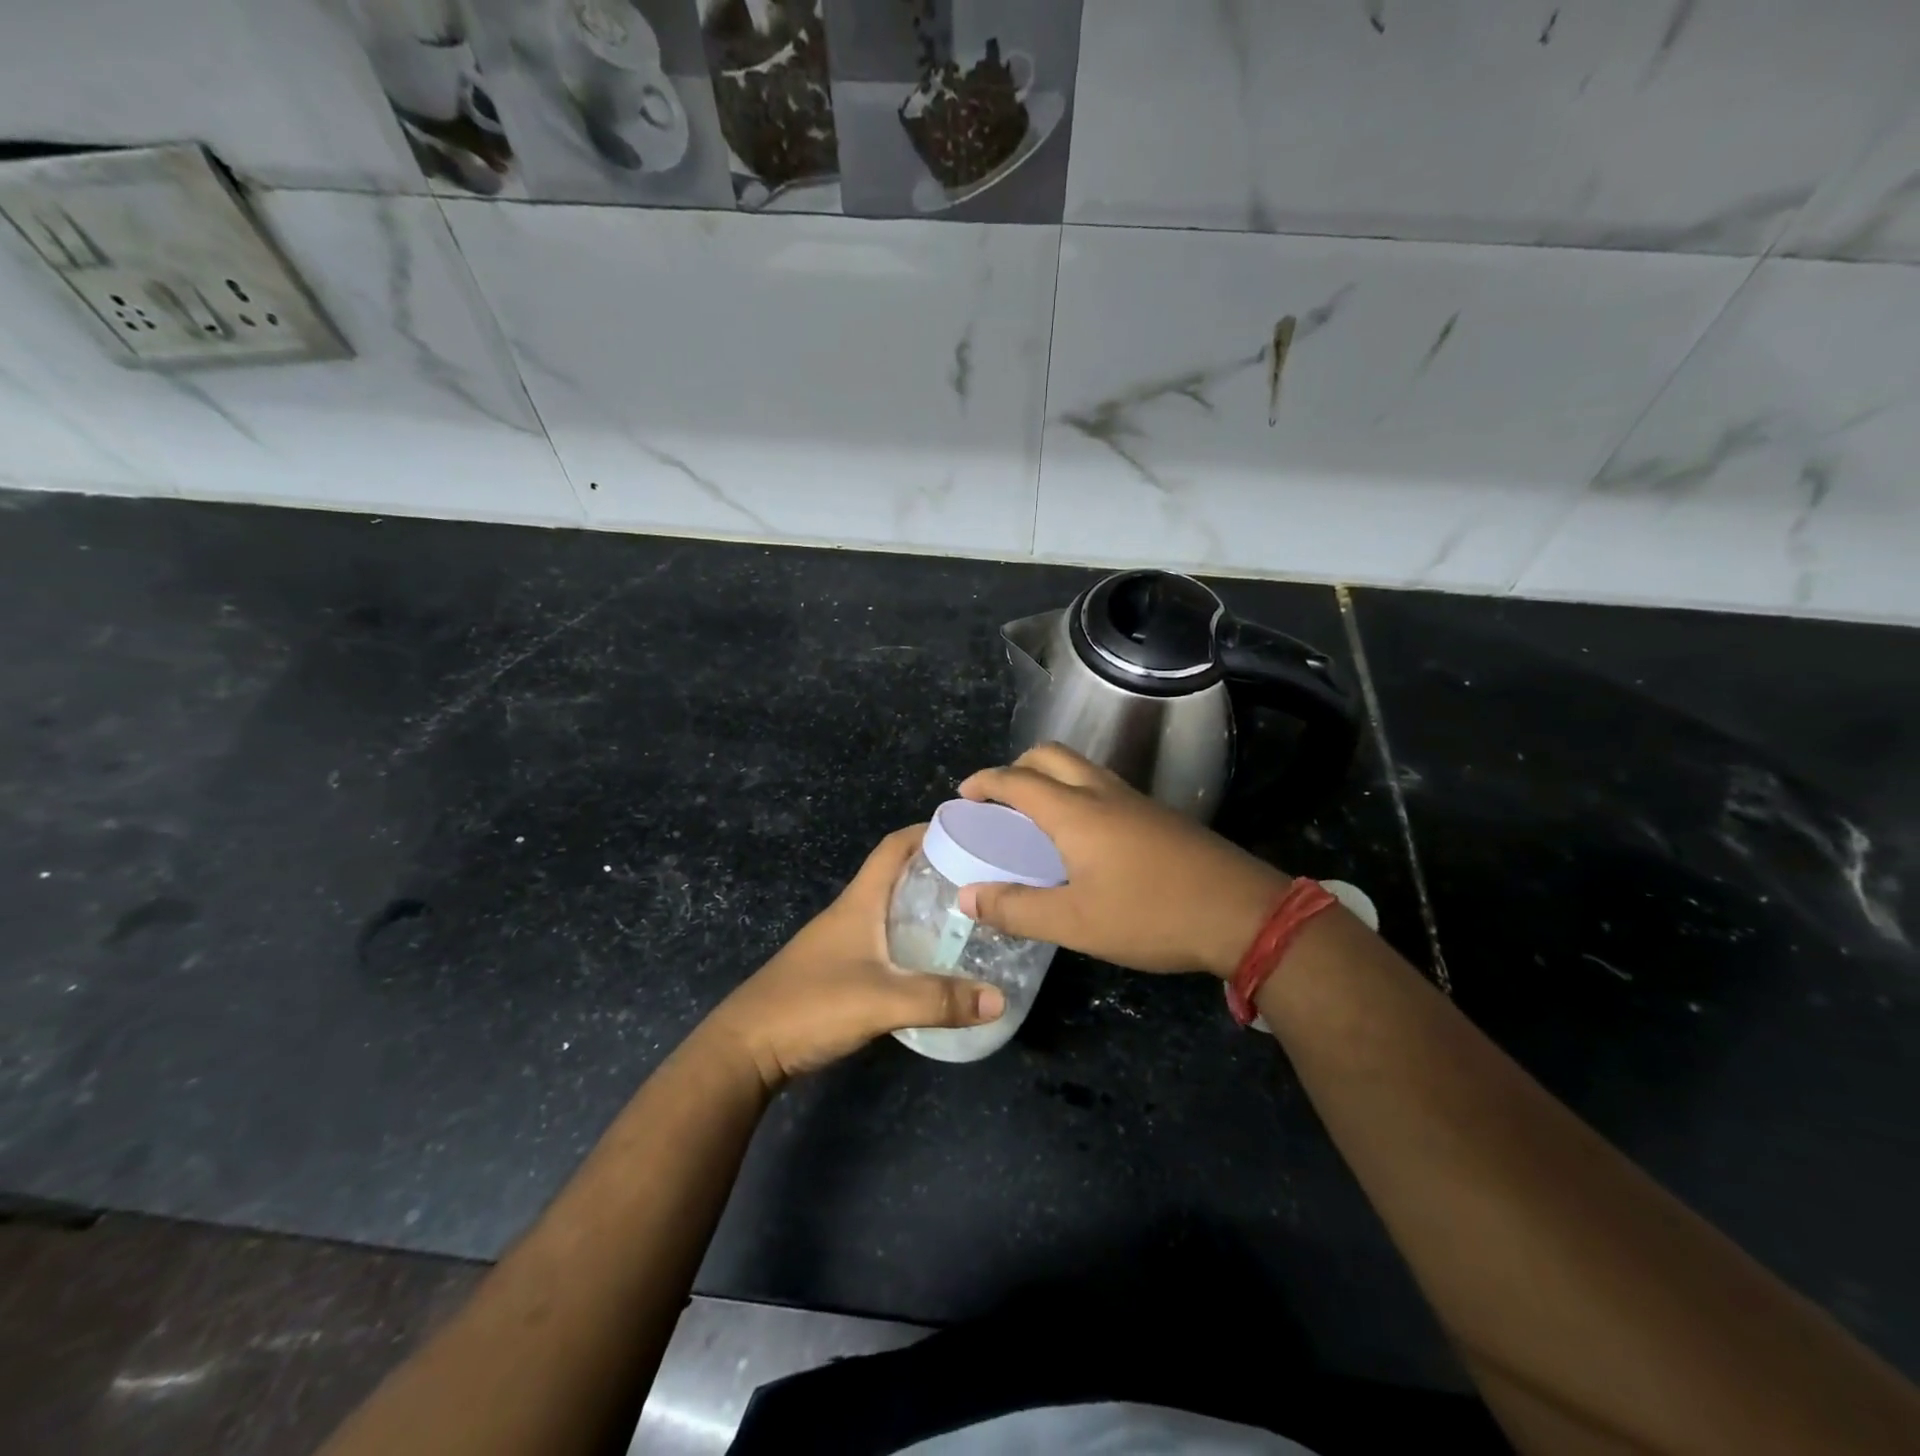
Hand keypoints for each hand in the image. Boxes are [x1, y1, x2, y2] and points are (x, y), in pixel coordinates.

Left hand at [706, 826, 1005, 1090]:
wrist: (746, 1050)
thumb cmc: (810, 1006)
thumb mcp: (881, 1001)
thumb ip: (939, 999)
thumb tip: (1000, 999)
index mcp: (858, 902)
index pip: (894, 847)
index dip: (928, 831)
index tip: (969, 831)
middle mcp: (851, 913)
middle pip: (897, 875)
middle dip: (938, 870)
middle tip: (982, 880)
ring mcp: (842, 942)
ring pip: (891, 910)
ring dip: (925, 906)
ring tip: (969, 918)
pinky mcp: (839, 970)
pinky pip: (885, 941)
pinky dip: (912, 940)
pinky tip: (934, 961)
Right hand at [956, 744, 1289, 977]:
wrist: (1243, 913)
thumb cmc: (1151, 914)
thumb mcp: (1075, 923)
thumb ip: (1017, 909)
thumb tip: (967, 897)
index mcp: (1076, 812)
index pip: (1017, 780)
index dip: (985, 782)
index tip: (963, 794)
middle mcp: (1103, 794)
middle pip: (1051, 756)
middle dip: (1017, 768)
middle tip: (999, 801)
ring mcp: (1136, 801)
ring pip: (1081, 769)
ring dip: (1050, 778)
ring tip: (1035, 818)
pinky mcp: (1159, 816)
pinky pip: (1103, 788)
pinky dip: (1076, 794)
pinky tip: (1082, 838)